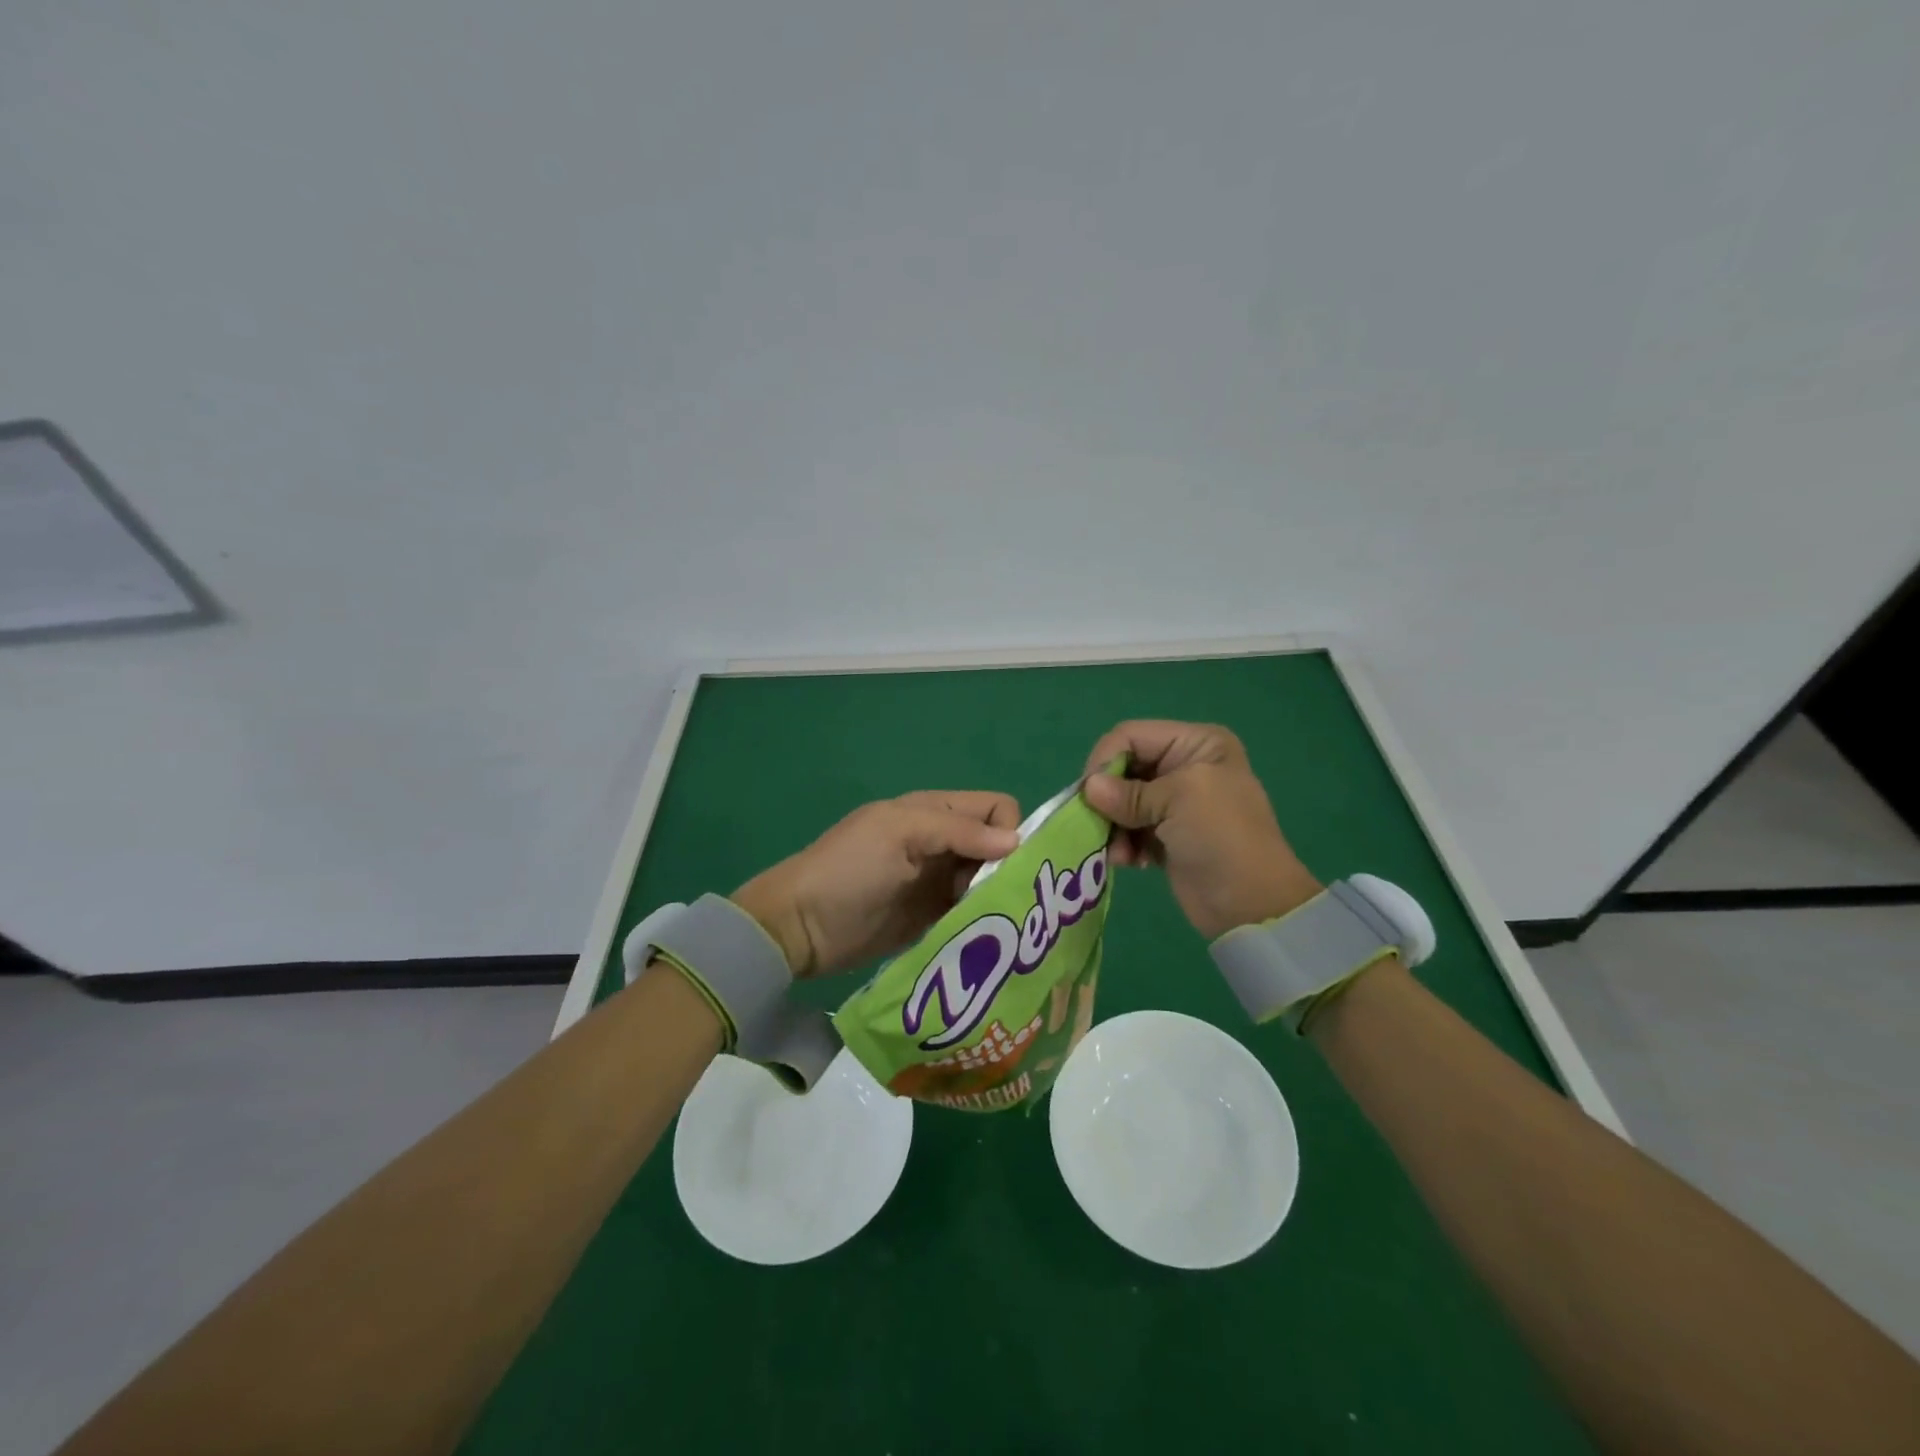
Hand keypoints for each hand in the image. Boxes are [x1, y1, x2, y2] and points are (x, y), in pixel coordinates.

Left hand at [731, 791, 1020, 978]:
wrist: (801, 927)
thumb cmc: (850, 870)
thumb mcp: (900, 834)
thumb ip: (958, 831)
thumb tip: (1017, 843)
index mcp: (936, 811)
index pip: (997, 808)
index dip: (1009, 832)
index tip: (1000, 867)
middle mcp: (943, 842)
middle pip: (998, 847)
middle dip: (1006, 870)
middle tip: (994, 902)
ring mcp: (938, 882)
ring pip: (989, 881)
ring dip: (996, 899)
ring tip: (990, 925)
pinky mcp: (934, 917)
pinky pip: (972, 912)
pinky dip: (982, 921)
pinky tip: (982, 939)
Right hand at [1082, 721, 1320, 939]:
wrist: (1252, 905)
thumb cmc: (1221, 837)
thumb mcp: (1177, 800)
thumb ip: (1128, 792)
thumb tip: (1087, 788)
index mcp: (1196, 743)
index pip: (1131, 735)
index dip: (1105, 759)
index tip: (1089, 793)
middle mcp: (1184, 765)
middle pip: (1124, 768)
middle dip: (1108, 797)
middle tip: (1098, 824)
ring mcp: (1175, 802)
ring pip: (1122, 801)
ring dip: (1114, 825)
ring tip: (1118, 852)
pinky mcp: (1166, 834)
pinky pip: (1129, 828)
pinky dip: (1124, 843)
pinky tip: (1128, 862)